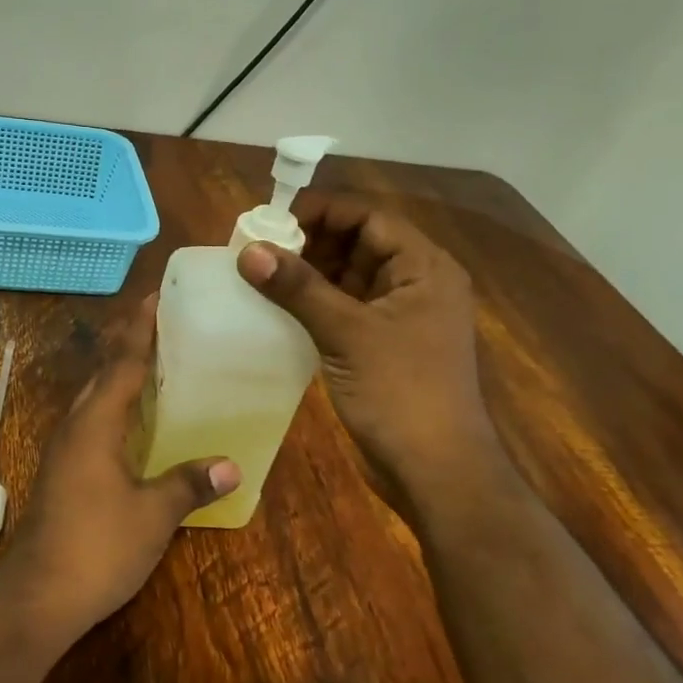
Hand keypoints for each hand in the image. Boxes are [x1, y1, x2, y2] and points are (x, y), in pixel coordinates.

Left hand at [0, 297, 239, 646]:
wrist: (38, 597)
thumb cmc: (97, 548)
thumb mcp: (153, 516)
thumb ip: (189, 484)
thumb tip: (231, 465)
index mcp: (95, 424)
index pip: (122, 363)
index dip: (140, 329)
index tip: (156, 298)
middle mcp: (75, 427)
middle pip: (103, 373)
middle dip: (129, 344)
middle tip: (164, 323)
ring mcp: (65, 451)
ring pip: (94, 398)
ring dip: (120, 375)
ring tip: (155, 361)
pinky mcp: (63, 472)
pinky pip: (92, 422)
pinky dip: (115, 407)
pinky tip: (135, 422)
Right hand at [236, 195, 498, 509]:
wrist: (434, 470)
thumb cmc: (400, 392)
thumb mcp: (346, 333)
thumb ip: (298, 288)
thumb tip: (249, 251)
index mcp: (424, 268)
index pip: (369, 219)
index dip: (322, 212)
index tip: (271, 220)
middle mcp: (416, 285)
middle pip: (359, 245)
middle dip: (310, 243)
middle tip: (257, 249)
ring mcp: (400, 319)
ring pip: (349, 279)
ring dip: (309, 275)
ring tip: (259, 274)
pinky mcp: (383, 348)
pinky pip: (345, 311)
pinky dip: (315, 305)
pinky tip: (278, 309)